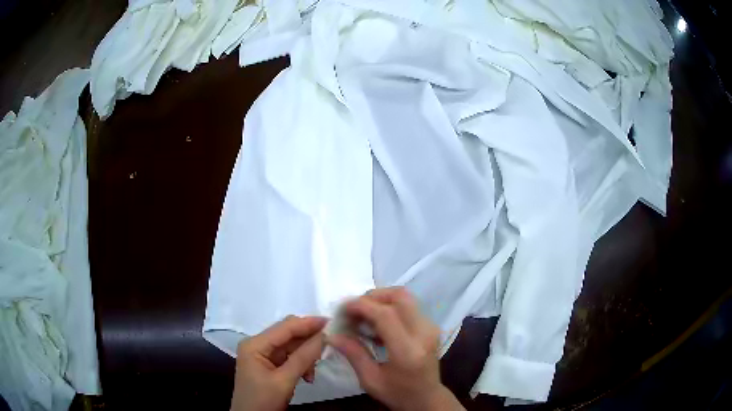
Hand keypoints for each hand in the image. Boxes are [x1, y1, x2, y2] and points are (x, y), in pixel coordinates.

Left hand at [231, 316, 326, 410]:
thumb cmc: (263, 400)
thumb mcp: (284, 381)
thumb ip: (303, 358)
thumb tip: (324, 336)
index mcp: (255, 344)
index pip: (285, 327)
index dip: (308, 323)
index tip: (332, 322)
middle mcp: (257, 344)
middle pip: (288, 335)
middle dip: (308, 342)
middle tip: (329, 347)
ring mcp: (262, 354)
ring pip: (291, 346)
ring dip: (306, 356)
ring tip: (313, 371)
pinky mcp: (269, 364)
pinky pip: (290, 357)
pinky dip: (301, 364)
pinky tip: (308, 376)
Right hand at [328, 287, 464, 410]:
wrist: (427, 398)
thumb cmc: (397, 393)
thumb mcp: (370, 380)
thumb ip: (353, 354)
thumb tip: (332, 334)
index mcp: (407, 350)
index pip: (386, 315)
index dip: (361, 306)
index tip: (342, 309)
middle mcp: (423, 333)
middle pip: (399, 297)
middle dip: (372, 297)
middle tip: (353, 310)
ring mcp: (430, 328)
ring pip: (405, 297)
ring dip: (380, 300)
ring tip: (362, 317)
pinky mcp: (430, 326)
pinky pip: (408, 306)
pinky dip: (389, 307)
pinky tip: (375, 324)